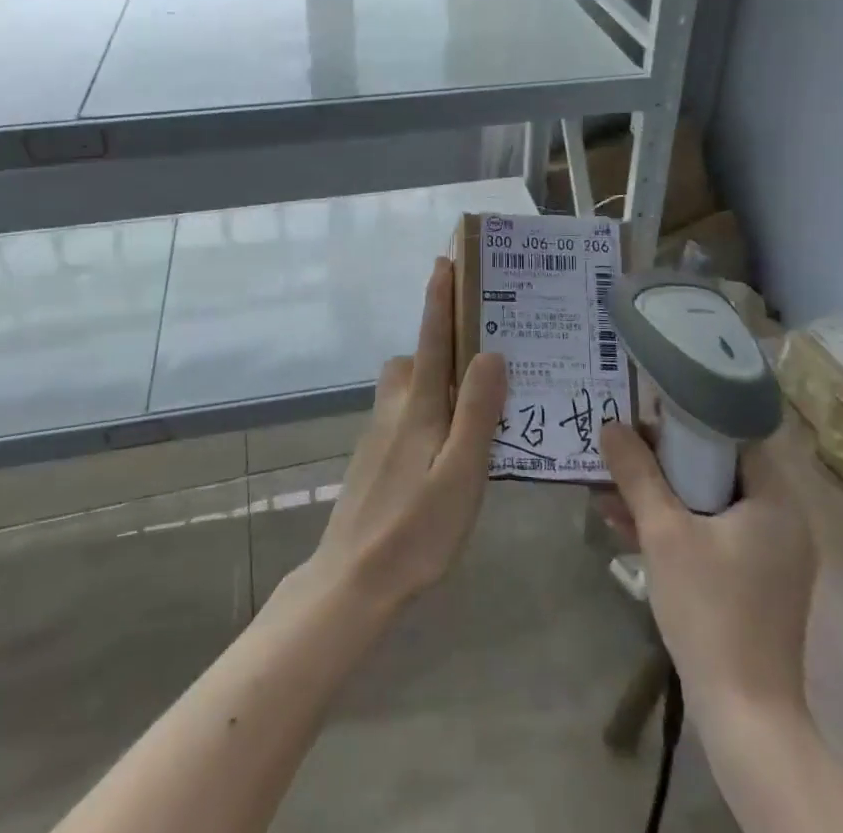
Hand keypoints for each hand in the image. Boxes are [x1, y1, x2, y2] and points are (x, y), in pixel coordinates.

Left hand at [298, 257, 507, 617]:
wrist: (352, 580)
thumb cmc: (416, 529)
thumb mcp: (462, 473)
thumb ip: (476, 412)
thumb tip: (490, 352)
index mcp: (419, 405)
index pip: (433, 338)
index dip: (440, 298)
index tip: (446, 261)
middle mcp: (395, 407)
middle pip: (418, 358)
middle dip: (442, 340)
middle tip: (483, 347)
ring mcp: (379, 433)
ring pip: (408, 386)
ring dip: (434, 376)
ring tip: (472, 397)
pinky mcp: (373, 456)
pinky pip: (404, 412)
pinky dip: (426, 407)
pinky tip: (445, 441)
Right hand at [600, 421, 817, 713]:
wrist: (745, 717)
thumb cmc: (710, 610)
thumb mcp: (664, 533)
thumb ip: (637, 474)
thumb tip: (610, 425)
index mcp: (776, 501)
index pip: (733, 436)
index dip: (688, 420)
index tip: (646, 415)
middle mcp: (783, 522)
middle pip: (718, 469)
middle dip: (664, 461)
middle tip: (623, 451)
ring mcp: (771, 557)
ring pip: (710, 504)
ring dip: (662, 495)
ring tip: (611, 489)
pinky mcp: (756, 585)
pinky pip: (713, 536)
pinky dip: (676, 528)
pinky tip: (627, 527)